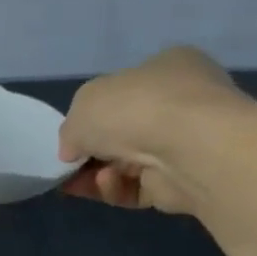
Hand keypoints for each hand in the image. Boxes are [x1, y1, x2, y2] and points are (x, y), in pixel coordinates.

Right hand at [57, 47, 254, 215]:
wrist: (190, 147)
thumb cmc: (135, 108)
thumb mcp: (83, 104)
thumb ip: (71, 127)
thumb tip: (74, 150)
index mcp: (167, 68)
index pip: (125, 89)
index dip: (92, 113)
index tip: (71, 134)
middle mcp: (182, 102)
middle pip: (121, 132)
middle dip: (90, 151)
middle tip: (67, 164)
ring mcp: (185, 143)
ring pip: (124, 164)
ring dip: (97, 172)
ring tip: (81, 179)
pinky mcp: (183, 180)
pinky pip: (136, 187)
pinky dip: (115, 187)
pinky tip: (108, 182)